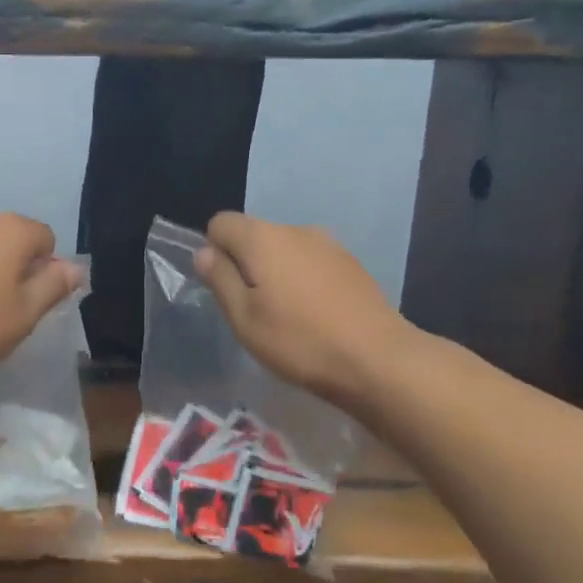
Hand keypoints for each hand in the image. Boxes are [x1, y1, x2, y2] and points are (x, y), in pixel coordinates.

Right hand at [194, 212, 415, 409]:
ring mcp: (328, 244)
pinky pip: (311, 262)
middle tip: (254, 310)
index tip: (226, 289)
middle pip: (254, 235)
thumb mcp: (244, 317)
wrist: (378, 359)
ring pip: (284, 249)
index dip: (214, 252)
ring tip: (287, 316)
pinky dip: (303, 280)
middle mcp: (295, 229)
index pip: (221, 223)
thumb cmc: (299, 340)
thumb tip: (205, 252)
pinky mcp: (351, 263)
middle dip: (246, 264)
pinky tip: (315, 315)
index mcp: (263, 238)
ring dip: (276, 273)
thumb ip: (220, 279)